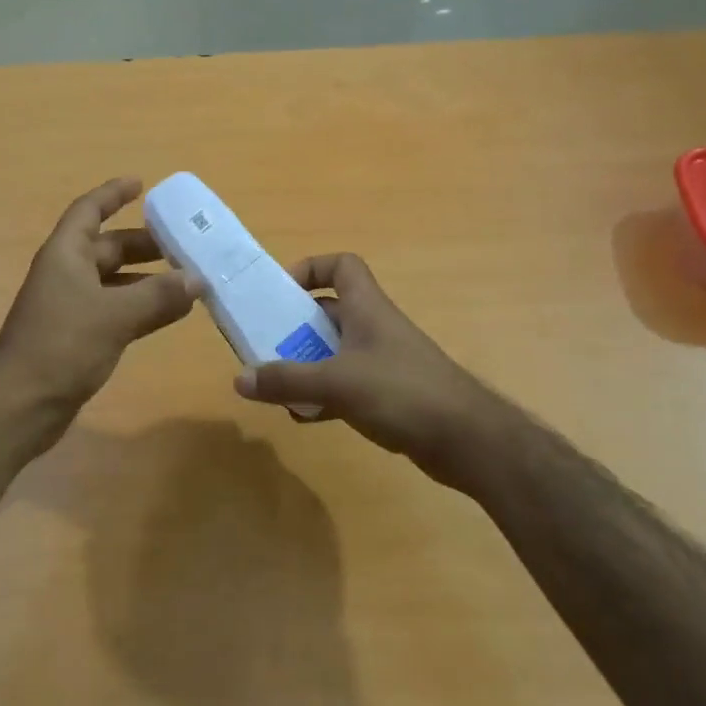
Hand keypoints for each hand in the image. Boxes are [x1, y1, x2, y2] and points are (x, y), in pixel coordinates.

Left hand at [0, 179, 197, 412]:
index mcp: (65, 255)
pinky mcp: (78, 336)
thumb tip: (197, 280)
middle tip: (183, 243)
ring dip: (148, 278)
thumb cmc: (62, 346)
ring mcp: (71, 307)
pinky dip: (142, 307)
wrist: (21, 405)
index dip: (112, 194)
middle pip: (108, 247)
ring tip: (187, 278)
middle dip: (144, 243)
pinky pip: (116, 310)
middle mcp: (67, 274)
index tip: (142, 184)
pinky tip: (170, 313)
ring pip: (115, 281)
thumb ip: (158, 296)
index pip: (89, 211)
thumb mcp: (114, 315)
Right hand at [233, 253, 520, 489]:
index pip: (342, 265)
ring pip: (334, 352)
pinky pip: (345, 385)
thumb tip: (239, 380)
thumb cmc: (402, 392)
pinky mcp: (388, 394)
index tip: (282, 293)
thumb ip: (287, 380)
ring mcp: (382, 361)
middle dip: (295, 326)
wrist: (466, 439)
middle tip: (264, 345)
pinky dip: (323, 396)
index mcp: (366, 308)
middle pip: (329, 312)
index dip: (312, 268)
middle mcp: (374, 327)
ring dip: (306, 364)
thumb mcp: (337, 383)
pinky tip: (305, 417)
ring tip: (276, 385)